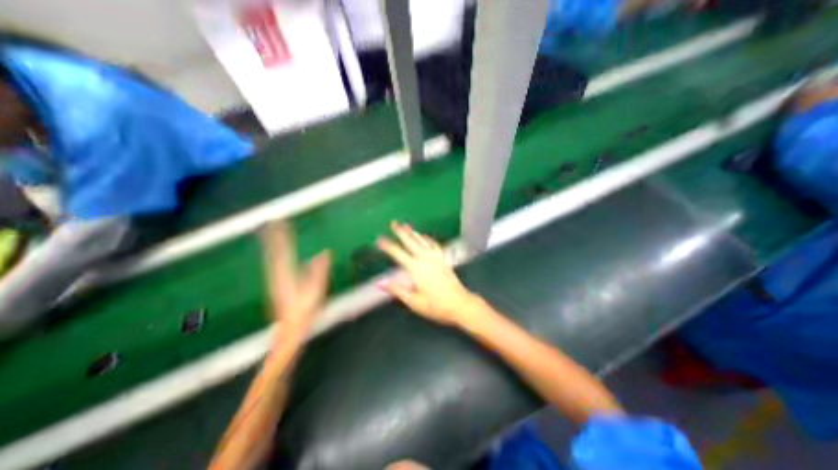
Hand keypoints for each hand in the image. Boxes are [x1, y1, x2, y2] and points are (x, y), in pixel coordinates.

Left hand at [261, 220, 328, 336]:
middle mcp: (277, 274)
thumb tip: (323, 252)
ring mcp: (274, 279)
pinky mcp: (275, 282)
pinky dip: (273, 252)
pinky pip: (273, 262)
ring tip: (272, 231)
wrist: (289, 330)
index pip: (284, 251)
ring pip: (271, 256)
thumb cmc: (305, 312)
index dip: (283, 236)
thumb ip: (319, 270)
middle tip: (273, 221)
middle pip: (274, 251)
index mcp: (287, 275)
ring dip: (272, 243)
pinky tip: (275, 250)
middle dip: (274, 236)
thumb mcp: (316, 291)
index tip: (282, 222)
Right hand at [378, 219, 480, 323]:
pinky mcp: (443, 259)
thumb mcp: (413, 301)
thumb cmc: (435, 305)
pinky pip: (434, 244)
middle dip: (401, 232)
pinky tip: (424, 236)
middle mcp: (425, 259)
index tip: (379, 239)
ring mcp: (436, 258)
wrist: (459, 303)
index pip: (398, 254)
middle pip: (410, 242)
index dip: (388, 246)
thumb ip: (397, 290)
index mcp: (416, 269)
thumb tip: (380, 283)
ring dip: (413, 232)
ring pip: (422, 241)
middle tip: (393, 223)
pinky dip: (427, 239)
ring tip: (406, 225)